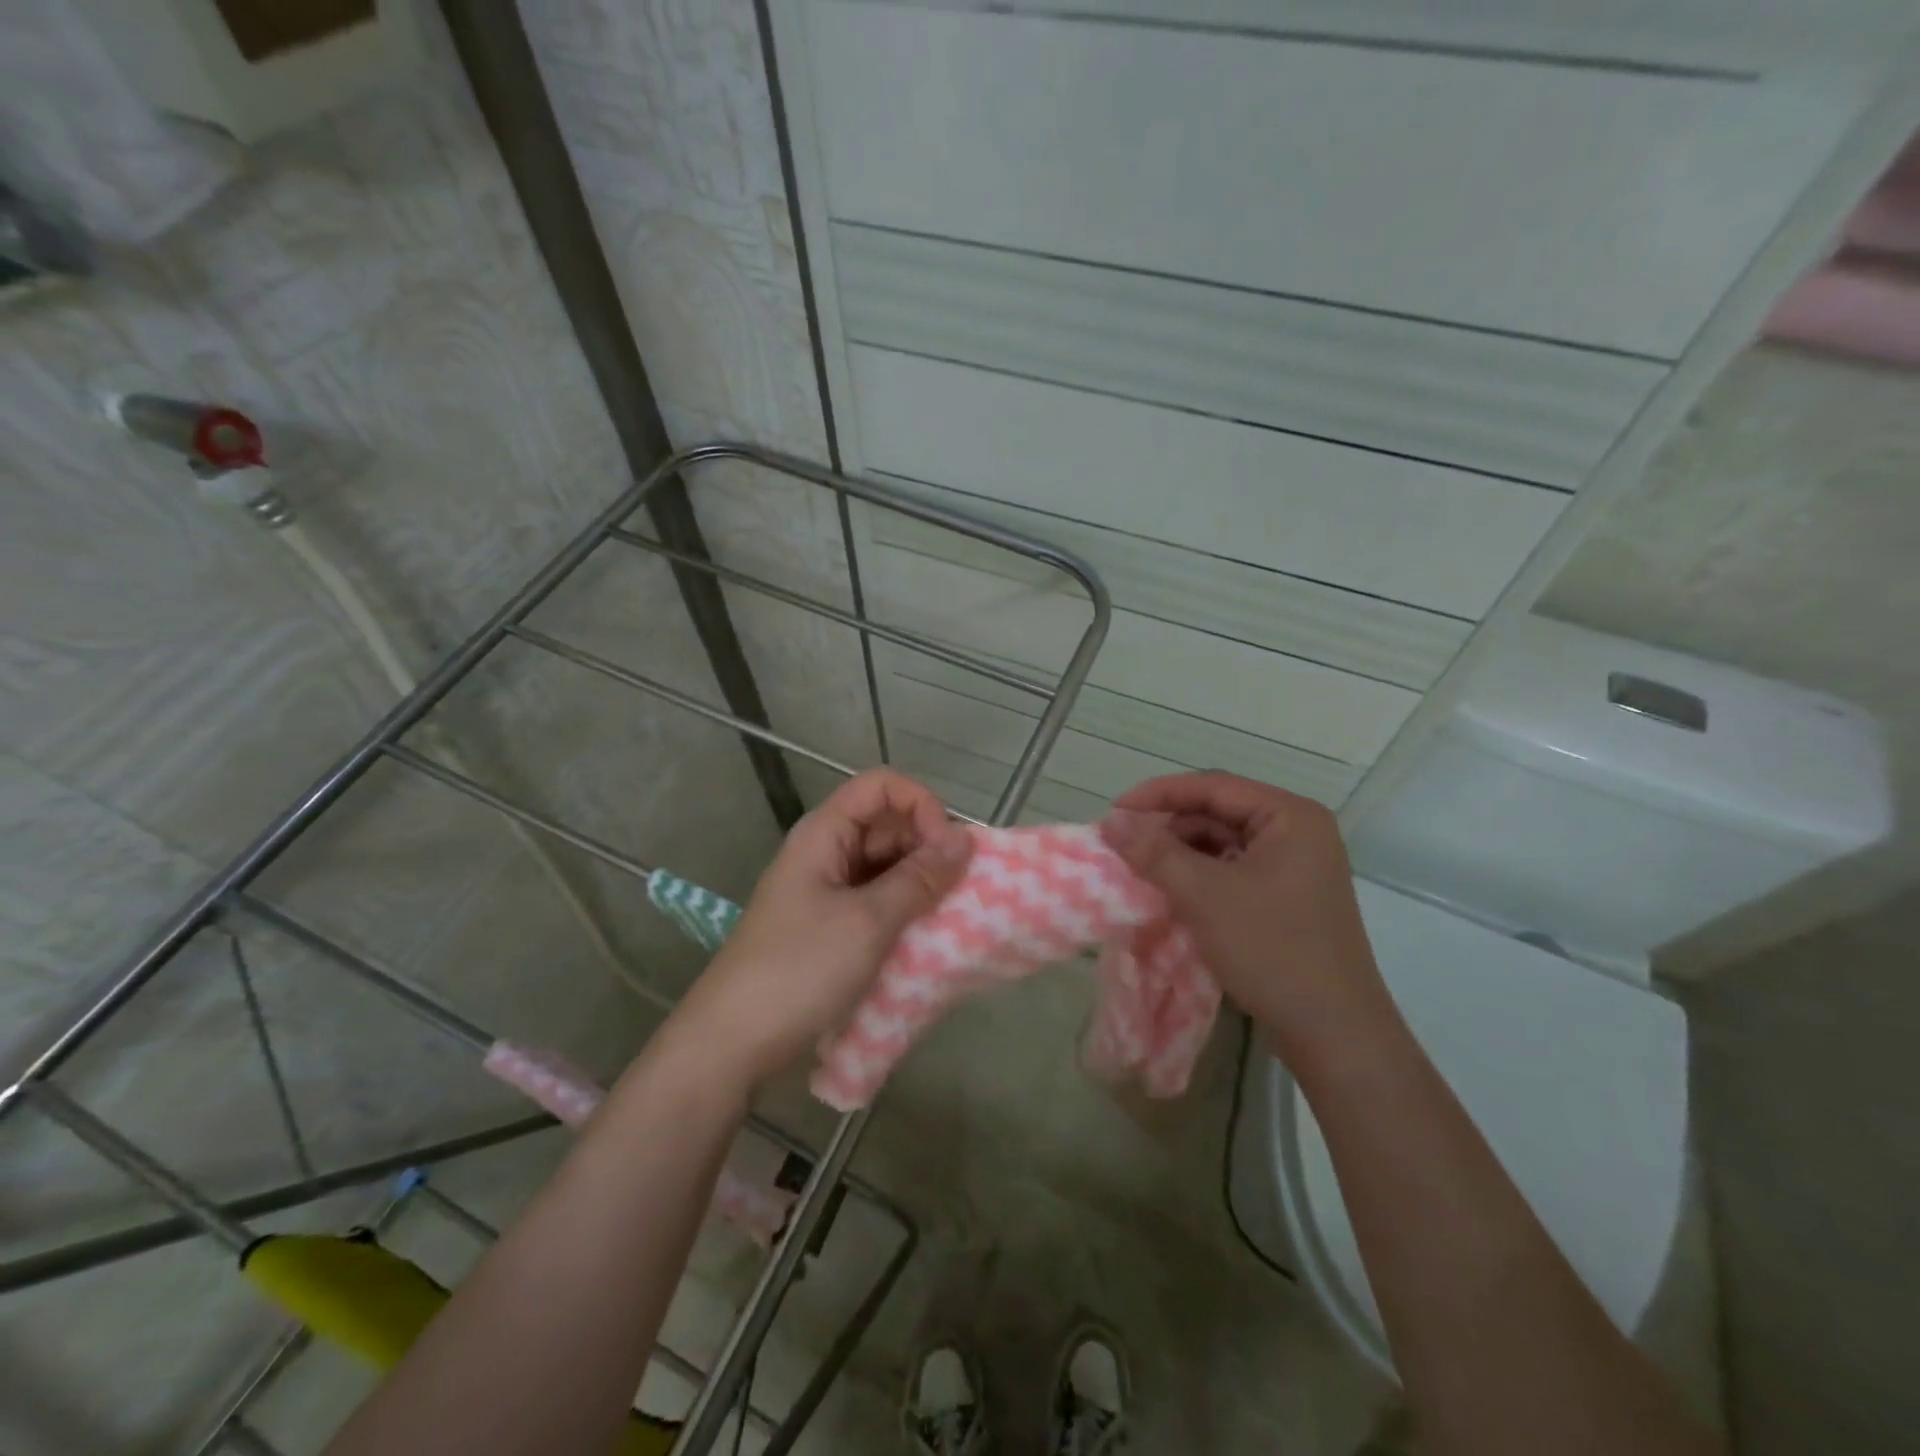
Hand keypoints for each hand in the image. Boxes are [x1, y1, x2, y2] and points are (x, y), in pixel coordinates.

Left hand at [668, 769, 972, 1091]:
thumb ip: (919, 878)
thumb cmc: (799, 970)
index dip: (921, 805)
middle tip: (958, 891)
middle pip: (887, 825)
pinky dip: (904, 912)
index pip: (883, 787)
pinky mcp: (830, 927)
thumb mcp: (868, 921)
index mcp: (825, 834)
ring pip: (886, 866)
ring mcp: (826, 891)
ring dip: (920, 884)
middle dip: (928, 848)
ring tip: (949, 917)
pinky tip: (926, 938)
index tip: (946, 849)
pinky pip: (877, 902)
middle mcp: (826, 852)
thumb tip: (965, 839)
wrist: (732, 1043)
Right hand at [1100, 772, 1391, 1061]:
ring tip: (1144, 873)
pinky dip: (1200, 877)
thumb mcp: (1204, 895)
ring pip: (1223, 844)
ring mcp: (1296, 866)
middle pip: (1218, 813)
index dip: (1159, 794)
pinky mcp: (1288, 897)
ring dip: (1181, 854)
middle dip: (1170, 827)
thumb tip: (1110, 822)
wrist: (1333, 1032)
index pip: (1213, 786)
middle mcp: (1298, 832)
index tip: (1114, 811)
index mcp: (1290, 816)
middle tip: (1125, 847)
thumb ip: (1154, 852)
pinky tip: (1174, 894)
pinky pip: (1234, 870)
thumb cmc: (1272, 949)